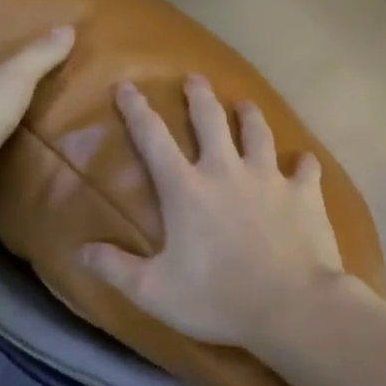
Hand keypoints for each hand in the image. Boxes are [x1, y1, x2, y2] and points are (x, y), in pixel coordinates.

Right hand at [79, 75, 354, 348]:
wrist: (291, 306)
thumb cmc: (217, 299)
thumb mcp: (154, 291)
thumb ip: (115, 268)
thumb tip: (79, 251)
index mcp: (186, 189)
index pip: (153, 139)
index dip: (136, 111)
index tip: (127, 86)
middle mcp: (227, 171)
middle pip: (210, 120)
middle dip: (198, 96)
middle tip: (194, 79)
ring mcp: (269, 179)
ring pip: (258, 133)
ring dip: (249, 115)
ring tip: (245, 104)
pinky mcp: (304, 194)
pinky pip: (305, 169)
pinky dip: (302, 164)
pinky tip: (304, 161)